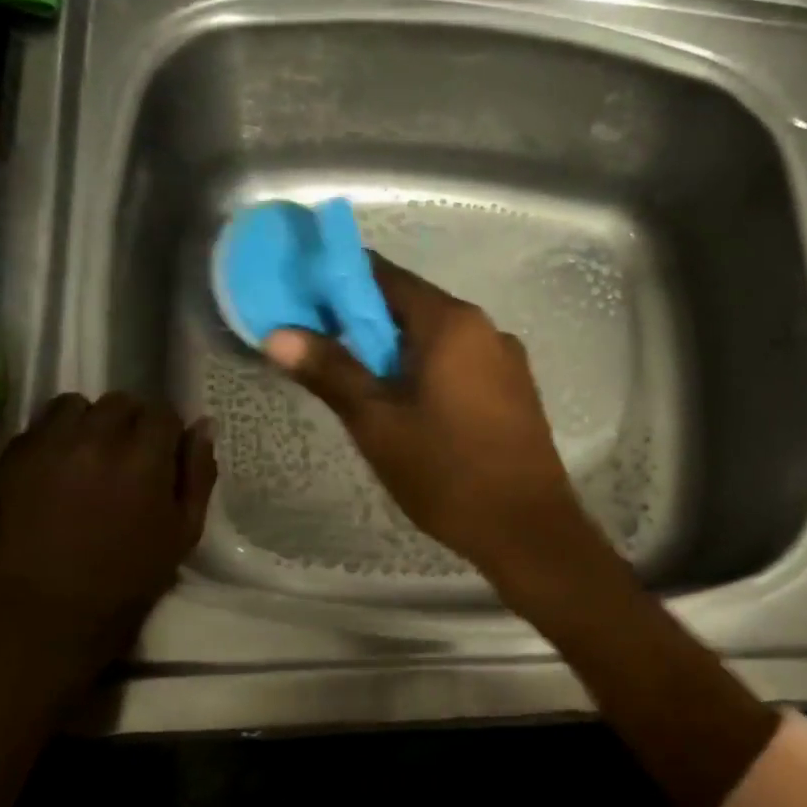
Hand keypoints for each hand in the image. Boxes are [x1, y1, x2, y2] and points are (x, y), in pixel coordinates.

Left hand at [0, 392, 215, 665]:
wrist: (54, 610)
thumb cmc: (132, 574)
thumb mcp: (185, 529)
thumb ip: (198, 473)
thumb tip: (203, 426)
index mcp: (143, 459)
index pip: (163, 413)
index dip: (168, 431)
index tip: (165, 453)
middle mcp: (94, 440)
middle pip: (120, 402)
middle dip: (132, 422)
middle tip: (131, 455)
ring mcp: (47, 446)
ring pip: (75, 404)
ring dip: (91, 422)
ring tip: (91, 453)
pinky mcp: (12, 459)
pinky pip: (39, 426)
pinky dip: (56, 436)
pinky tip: (61, 467)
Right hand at [263, 256, 588, 579]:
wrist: (528, 530)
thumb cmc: (447, 474)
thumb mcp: (378, 425)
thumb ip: (331, 372)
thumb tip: (278, 334)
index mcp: (452, 322)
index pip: (385, 276)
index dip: (339, 283)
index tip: (304, 303)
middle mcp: (487, 328)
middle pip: (414, 307)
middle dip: (366, 325)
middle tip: (325, 355)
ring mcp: (508, 360)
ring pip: (439, 340)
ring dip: (399, 353)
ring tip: (364, 390)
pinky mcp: (518, 391)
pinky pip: (463, 365)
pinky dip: (431, 373)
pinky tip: (412, 409)